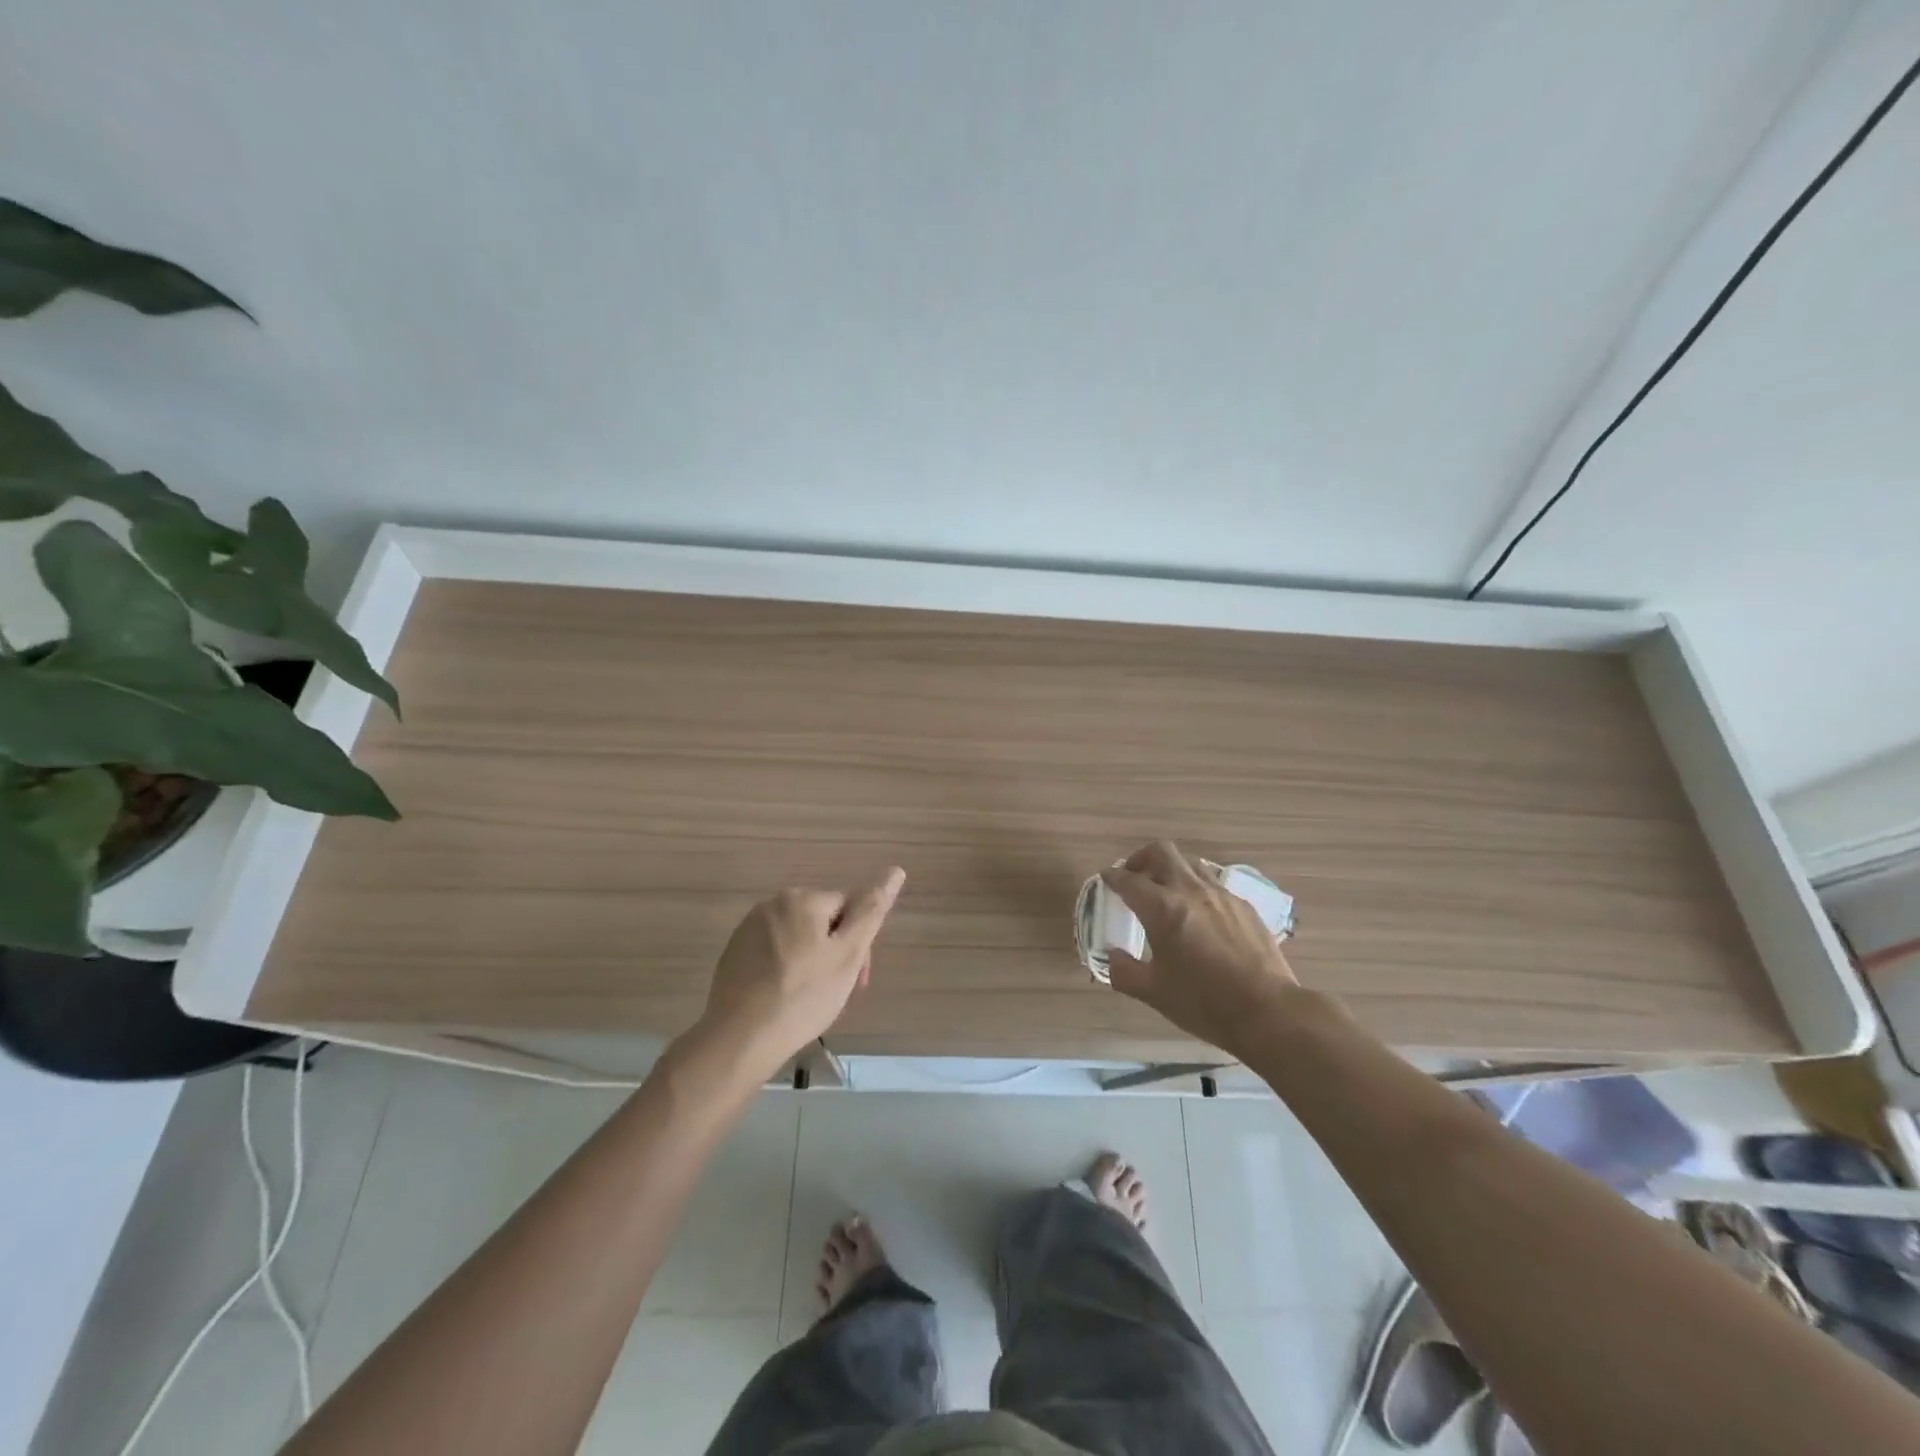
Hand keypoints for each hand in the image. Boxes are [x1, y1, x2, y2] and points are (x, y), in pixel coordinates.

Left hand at [700, 867, 906, 1071]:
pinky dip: (783, 971)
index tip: (856, 980)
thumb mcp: (848, 955)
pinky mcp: (733, 953)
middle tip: (835, 992)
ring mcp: (748, 929)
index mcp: (802, 898)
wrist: (740, 1038)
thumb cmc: (803, 996)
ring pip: (796, 939)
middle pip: (821, 922)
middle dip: (834, 953)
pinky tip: (784, 999)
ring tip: (809, 1000)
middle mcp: (772, 904)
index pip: (848, 909)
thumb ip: (871, 911)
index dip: (859, 945)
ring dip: (810, 961)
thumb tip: (895, 871)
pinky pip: (772, 954)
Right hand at [1101, 841, 1298, 1059]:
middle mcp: (1190, 891)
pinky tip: (1200, 914)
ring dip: (1172, 869)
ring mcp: (1221, 895)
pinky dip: (1198, 889)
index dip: (1113, 877)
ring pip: (1190, 863)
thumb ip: (1125, 971)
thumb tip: (1113, 957)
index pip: (1129, 880)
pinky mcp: (1244, 906)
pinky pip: (1214, 884)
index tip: (1107, 879)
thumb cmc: (1203, 1002)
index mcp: (1162, 908)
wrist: (1266, 1011)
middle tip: (1134, 876)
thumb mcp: (1153, 992)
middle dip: (1141, 858)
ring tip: (1166, 891)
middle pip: (1161, 852)